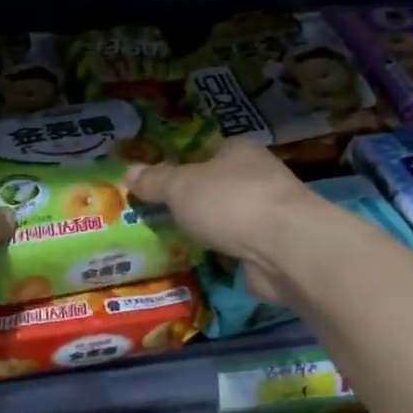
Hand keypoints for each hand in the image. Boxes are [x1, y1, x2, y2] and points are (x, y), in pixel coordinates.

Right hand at [125, 139, 315, 303]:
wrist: (284, 249)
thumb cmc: (229, 202)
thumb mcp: (180, 186)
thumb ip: (155, 180)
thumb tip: (129, 172)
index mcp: (239, 150)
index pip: (206, 150)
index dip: (181, 163)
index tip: (156, 182)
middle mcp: (258, 176)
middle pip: (216, 185)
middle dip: (191, 200)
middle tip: (157, 214)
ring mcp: (268, 214)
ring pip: (227, 218)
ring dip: (207, 230)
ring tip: (171, 241)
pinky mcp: (272, 248)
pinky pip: (236, 247)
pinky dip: (221, 254)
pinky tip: (199, 261)